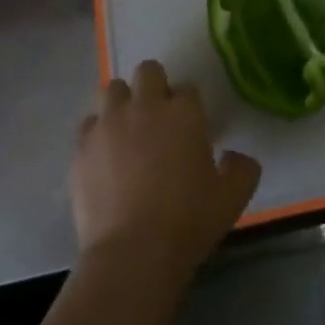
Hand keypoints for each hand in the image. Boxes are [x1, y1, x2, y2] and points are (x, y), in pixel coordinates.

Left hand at [72, 61, 261, 278]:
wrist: (133, 253)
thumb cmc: (188, 221)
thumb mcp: (233, 197)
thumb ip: (243, 168)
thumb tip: (233, 155)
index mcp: (184, 113)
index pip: (188, 88)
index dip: (190, 105)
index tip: (191, 127)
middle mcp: (144, 107)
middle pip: (148, 71)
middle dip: (155, 86)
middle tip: (159, 118)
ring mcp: (108, 124)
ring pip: (113, 89)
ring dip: (124, 102)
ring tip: (129, 130)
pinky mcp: (81, 147)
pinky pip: (88, 124)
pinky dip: (98, 132)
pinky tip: (105, 155)